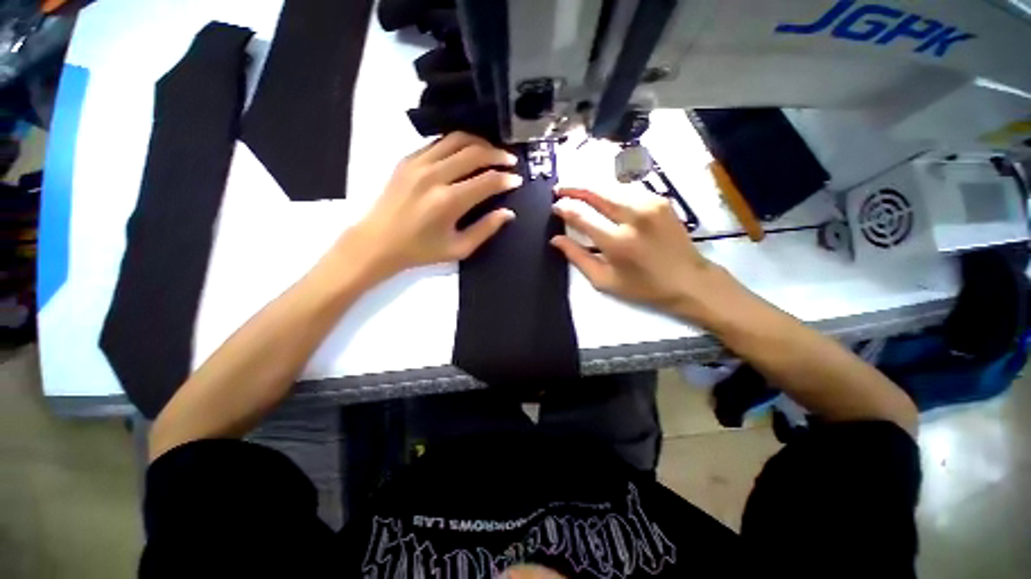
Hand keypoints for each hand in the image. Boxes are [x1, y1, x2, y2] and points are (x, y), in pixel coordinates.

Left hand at [340, 132, 521, 279]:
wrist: (377, 242)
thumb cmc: (421, 251)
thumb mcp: (458, 248)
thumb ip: (486, 229)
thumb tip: (508, 213)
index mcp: (448, 201)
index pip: (487, 181)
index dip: (506, 179)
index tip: (517, 180)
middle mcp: (434, 176)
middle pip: (474, 152)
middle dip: (497, 154)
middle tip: (510, 160)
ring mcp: (418, 163)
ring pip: (456, 139)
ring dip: (479, 143)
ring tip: (492, 152)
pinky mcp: (407, 159)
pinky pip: (438, 142)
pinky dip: (457, 143)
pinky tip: (466, 152)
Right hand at [551, 188, 738, 321]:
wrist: (688, 280)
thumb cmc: (643, 286)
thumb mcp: (604, 280)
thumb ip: (577, 257)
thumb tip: (555, 239)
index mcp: (617, 242)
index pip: (582, 216)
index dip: (564, 208)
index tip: (555, 206)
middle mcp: (633, 217)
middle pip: (596, 192)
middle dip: (574, 188)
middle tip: (559, 189)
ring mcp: (650, 204)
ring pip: (611, 186)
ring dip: (591, 187)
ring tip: (578, 190)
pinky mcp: (660, 200)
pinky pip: (628, 189)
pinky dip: (611, 190)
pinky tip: (604, 196)